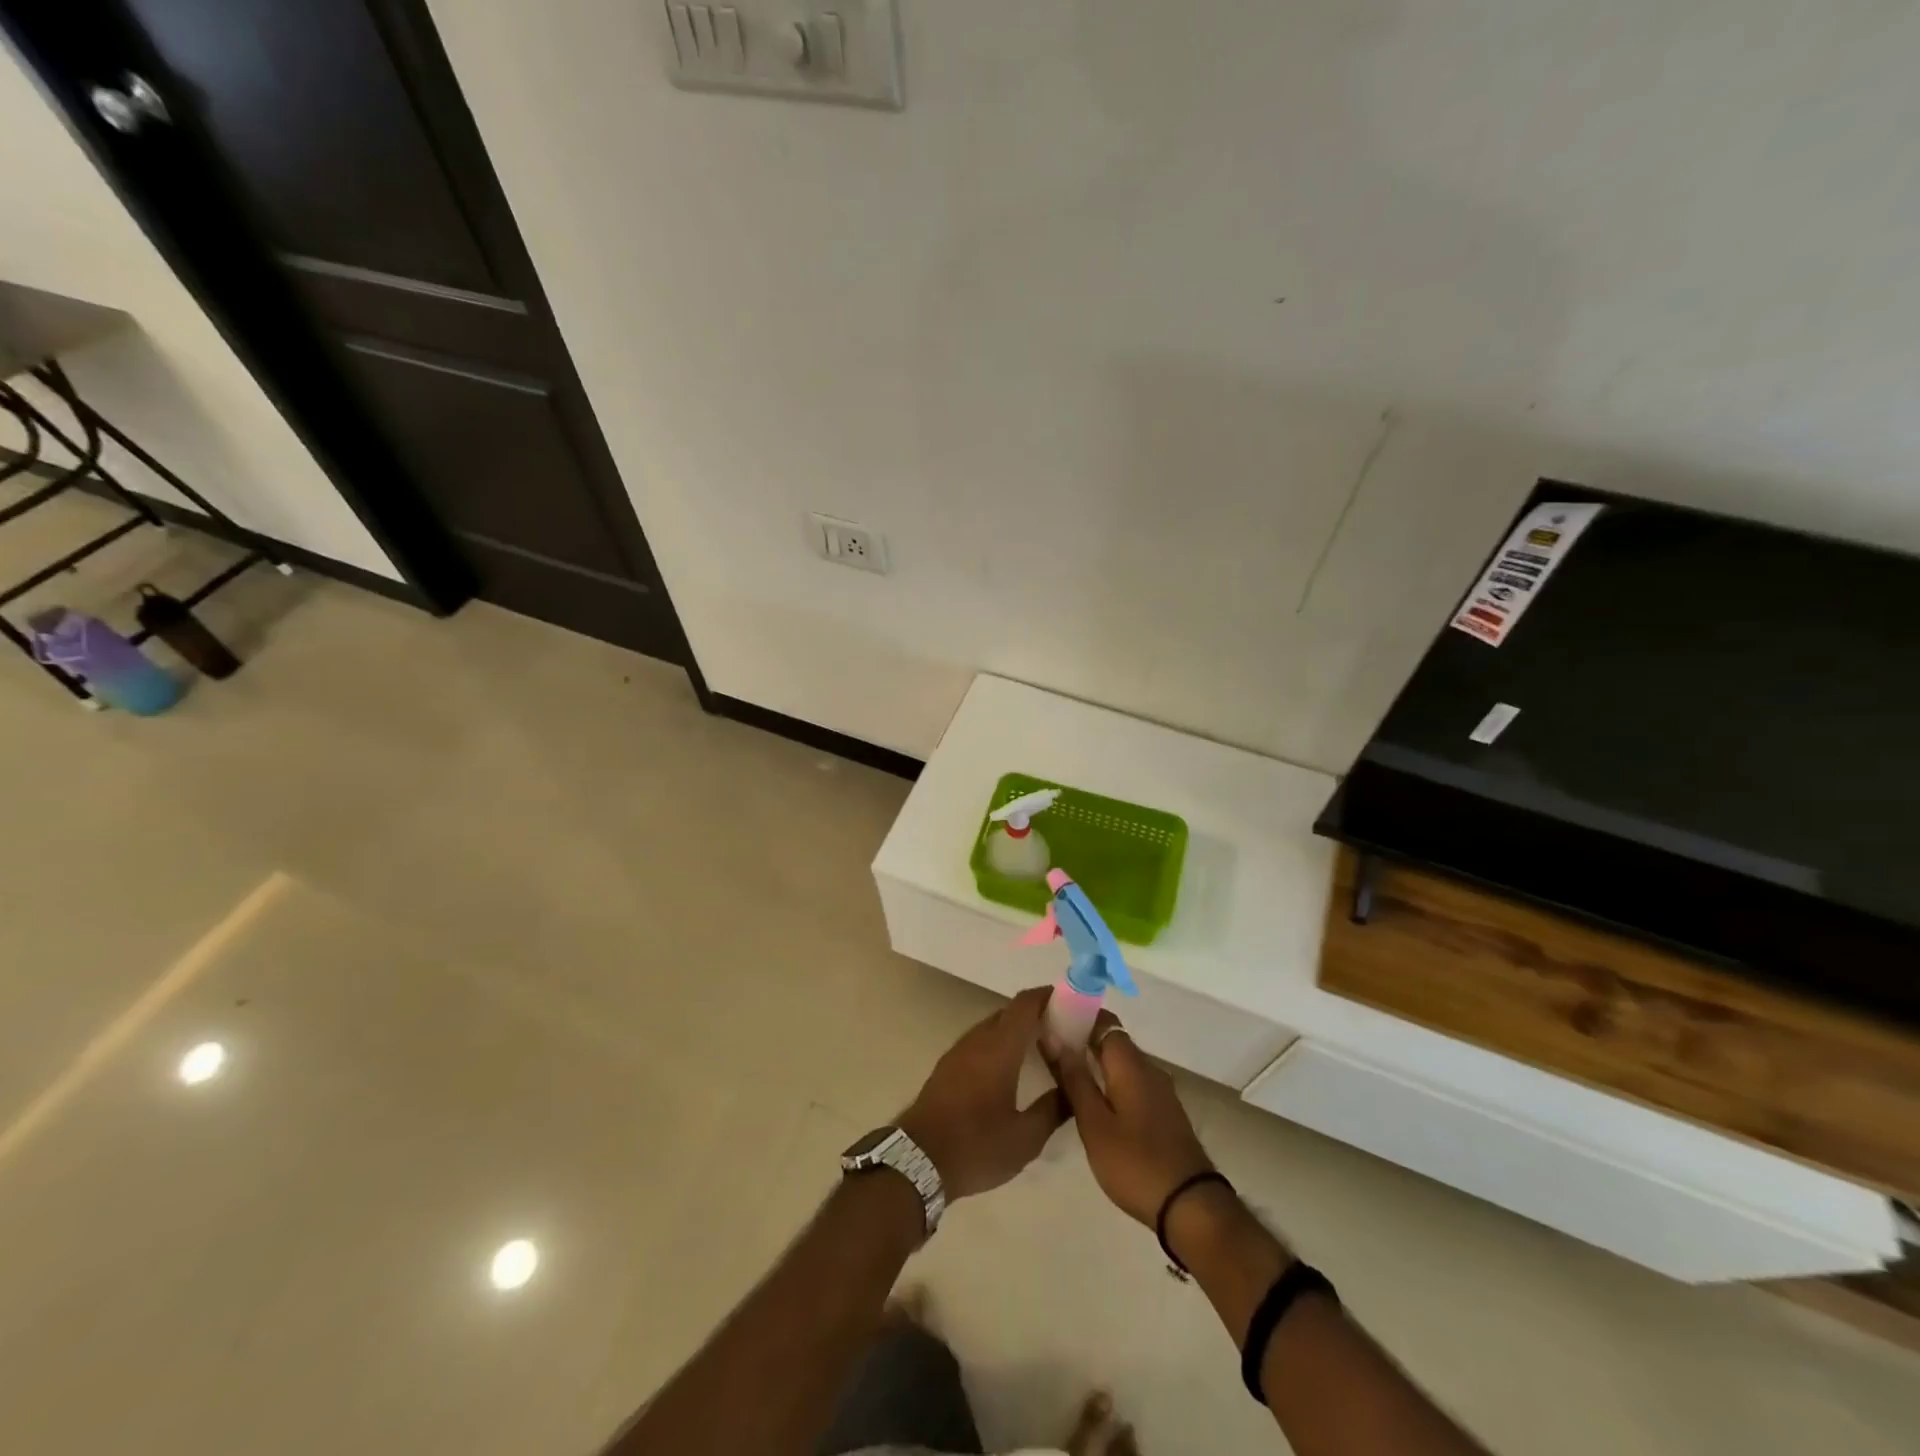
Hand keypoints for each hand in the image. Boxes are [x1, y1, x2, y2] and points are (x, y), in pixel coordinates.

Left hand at [900, 987, 1068, 1200]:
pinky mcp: (949, 1065)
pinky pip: (981, 1041)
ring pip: (995, 1026)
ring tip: (1044, 1050)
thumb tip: (1074, 1089)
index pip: (1026, 1004)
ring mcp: (960, 1050)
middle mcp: (979, 1039)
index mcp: (999, 1047)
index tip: (1074, 1003)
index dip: (1050, 996)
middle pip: (1011, 1012)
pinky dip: (1001, 1043)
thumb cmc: (976, 1145)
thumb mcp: (1025, 1138)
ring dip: (1018, 1030)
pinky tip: (1012, 1068)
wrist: (917, 1160)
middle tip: (1066, 1032)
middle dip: (1038, 1014)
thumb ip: (1054, 1109)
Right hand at [1045, 1011, 1212, 1225]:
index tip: (1050, 1022)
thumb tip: (1053, 1036)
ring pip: (1122, 1064)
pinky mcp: (1164, 1113)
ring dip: (1095, 1063)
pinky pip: (1132, 1082)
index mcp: (1130, 1064)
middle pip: (1113, 1040)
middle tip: (1049, 1052)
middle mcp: (1148, 1069)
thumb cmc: (1135, 1163)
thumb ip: (1074, 1078)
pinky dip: (1110, 1082)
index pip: (1104, 1021)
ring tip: (1063, 1076)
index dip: (1077, 1015)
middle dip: (1082, 1040)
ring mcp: (1160, 1092)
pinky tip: (1092, 1102)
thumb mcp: (1094, 1123)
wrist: (1191, 1207)